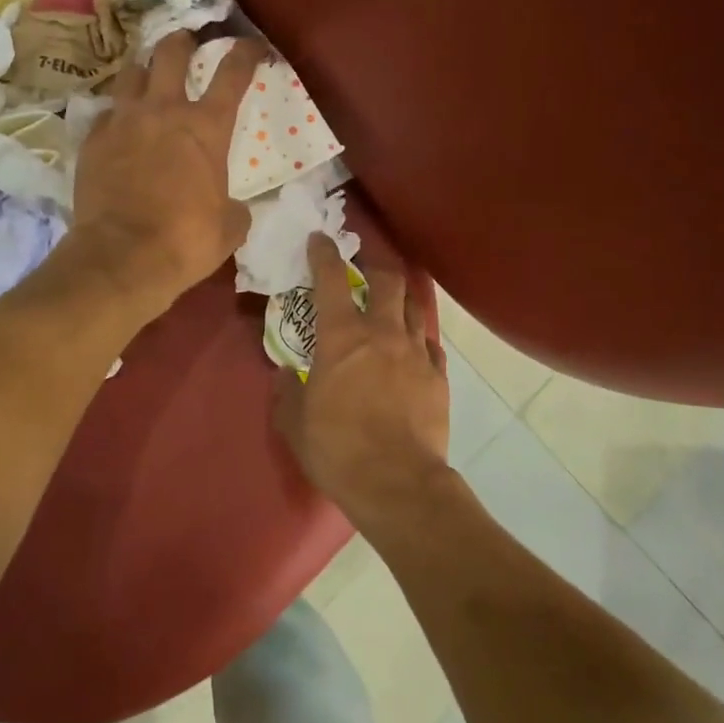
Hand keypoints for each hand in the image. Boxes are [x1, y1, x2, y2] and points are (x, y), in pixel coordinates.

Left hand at [70, 31, 265, 311]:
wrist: (122, 257)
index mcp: (206, 127)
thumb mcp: (230, 227)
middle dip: (182, 41)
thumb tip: (233, 208)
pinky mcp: (92, 141)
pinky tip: (118, 129)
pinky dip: (117, 116)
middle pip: (171, 53)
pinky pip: (106, 114)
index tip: (251, 45)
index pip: (233, 73)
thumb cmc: (186, 240)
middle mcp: (164, 111)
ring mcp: (123, 121)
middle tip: (186, 42)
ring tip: (147, 77)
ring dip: (144, 70)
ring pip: (131, 74)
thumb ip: (234, 207)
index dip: (245, 53)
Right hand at [274, 233, 452, 529]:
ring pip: (414, 307)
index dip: (324, 253)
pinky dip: (419, 338)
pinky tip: (414, 347)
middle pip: (387, 280)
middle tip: (365, 262)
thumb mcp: (295, 423)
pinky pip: (431, 345)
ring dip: (401, 298)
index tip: (320, 238)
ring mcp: (416, 353)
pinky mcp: (439, 377)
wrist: (398, 484)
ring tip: (394, 299)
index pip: (331, 279)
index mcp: (342, 337)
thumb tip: (284, 373)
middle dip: (375, 263)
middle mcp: (383, 333)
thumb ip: (287, 391)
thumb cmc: (338, 449)